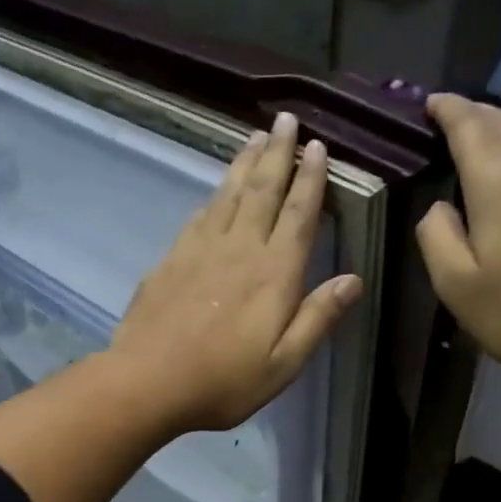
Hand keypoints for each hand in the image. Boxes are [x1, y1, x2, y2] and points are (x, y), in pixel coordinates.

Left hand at [110, 113, 362, 433]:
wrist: (147, 382)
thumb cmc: (223, 382)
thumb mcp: (284, 363)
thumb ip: (317, 318)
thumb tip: (353, 280)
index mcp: (274, 274)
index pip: (298, 214)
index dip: (311, 179)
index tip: (317, 146)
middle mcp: (239, 249)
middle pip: (262, 190)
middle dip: (278, 153)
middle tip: (285, 119)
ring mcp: (199, 250)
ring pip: (228, 195)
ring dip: (244, 164)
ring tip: (255, 138)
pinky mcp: (170, 260)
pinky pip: (199, 216)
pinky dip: (213, 196)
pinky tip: (216, 192)